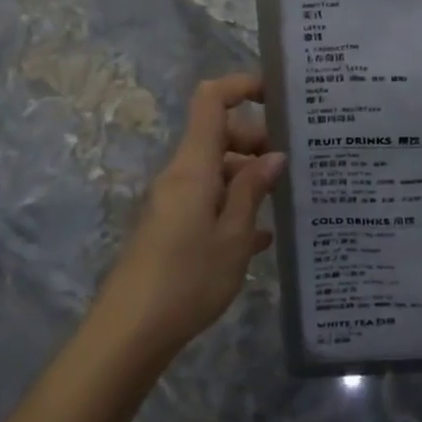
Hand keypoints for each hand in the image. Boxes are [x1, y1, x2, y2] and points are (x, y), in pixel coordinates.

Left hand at [92, 74, 282, 363]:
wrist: (128, 335)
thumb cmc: (187, 279)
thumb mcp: (233, 235)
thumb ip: (253, 190)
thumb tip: (274, 155)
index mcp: (194, 166)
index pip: (211, 100)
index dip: (242, 86)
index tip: (277, 95)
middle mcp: (181, 175)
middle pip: (219, 135)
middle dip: (257, 141)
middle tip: (292, 167)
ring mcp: (174, 201)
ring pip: (217, 170)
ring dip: (248, 178)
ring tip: (285, 201)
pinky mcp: (171, 228)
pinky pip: (208, 201)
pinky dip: (233, 206)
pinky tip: (261, 237)